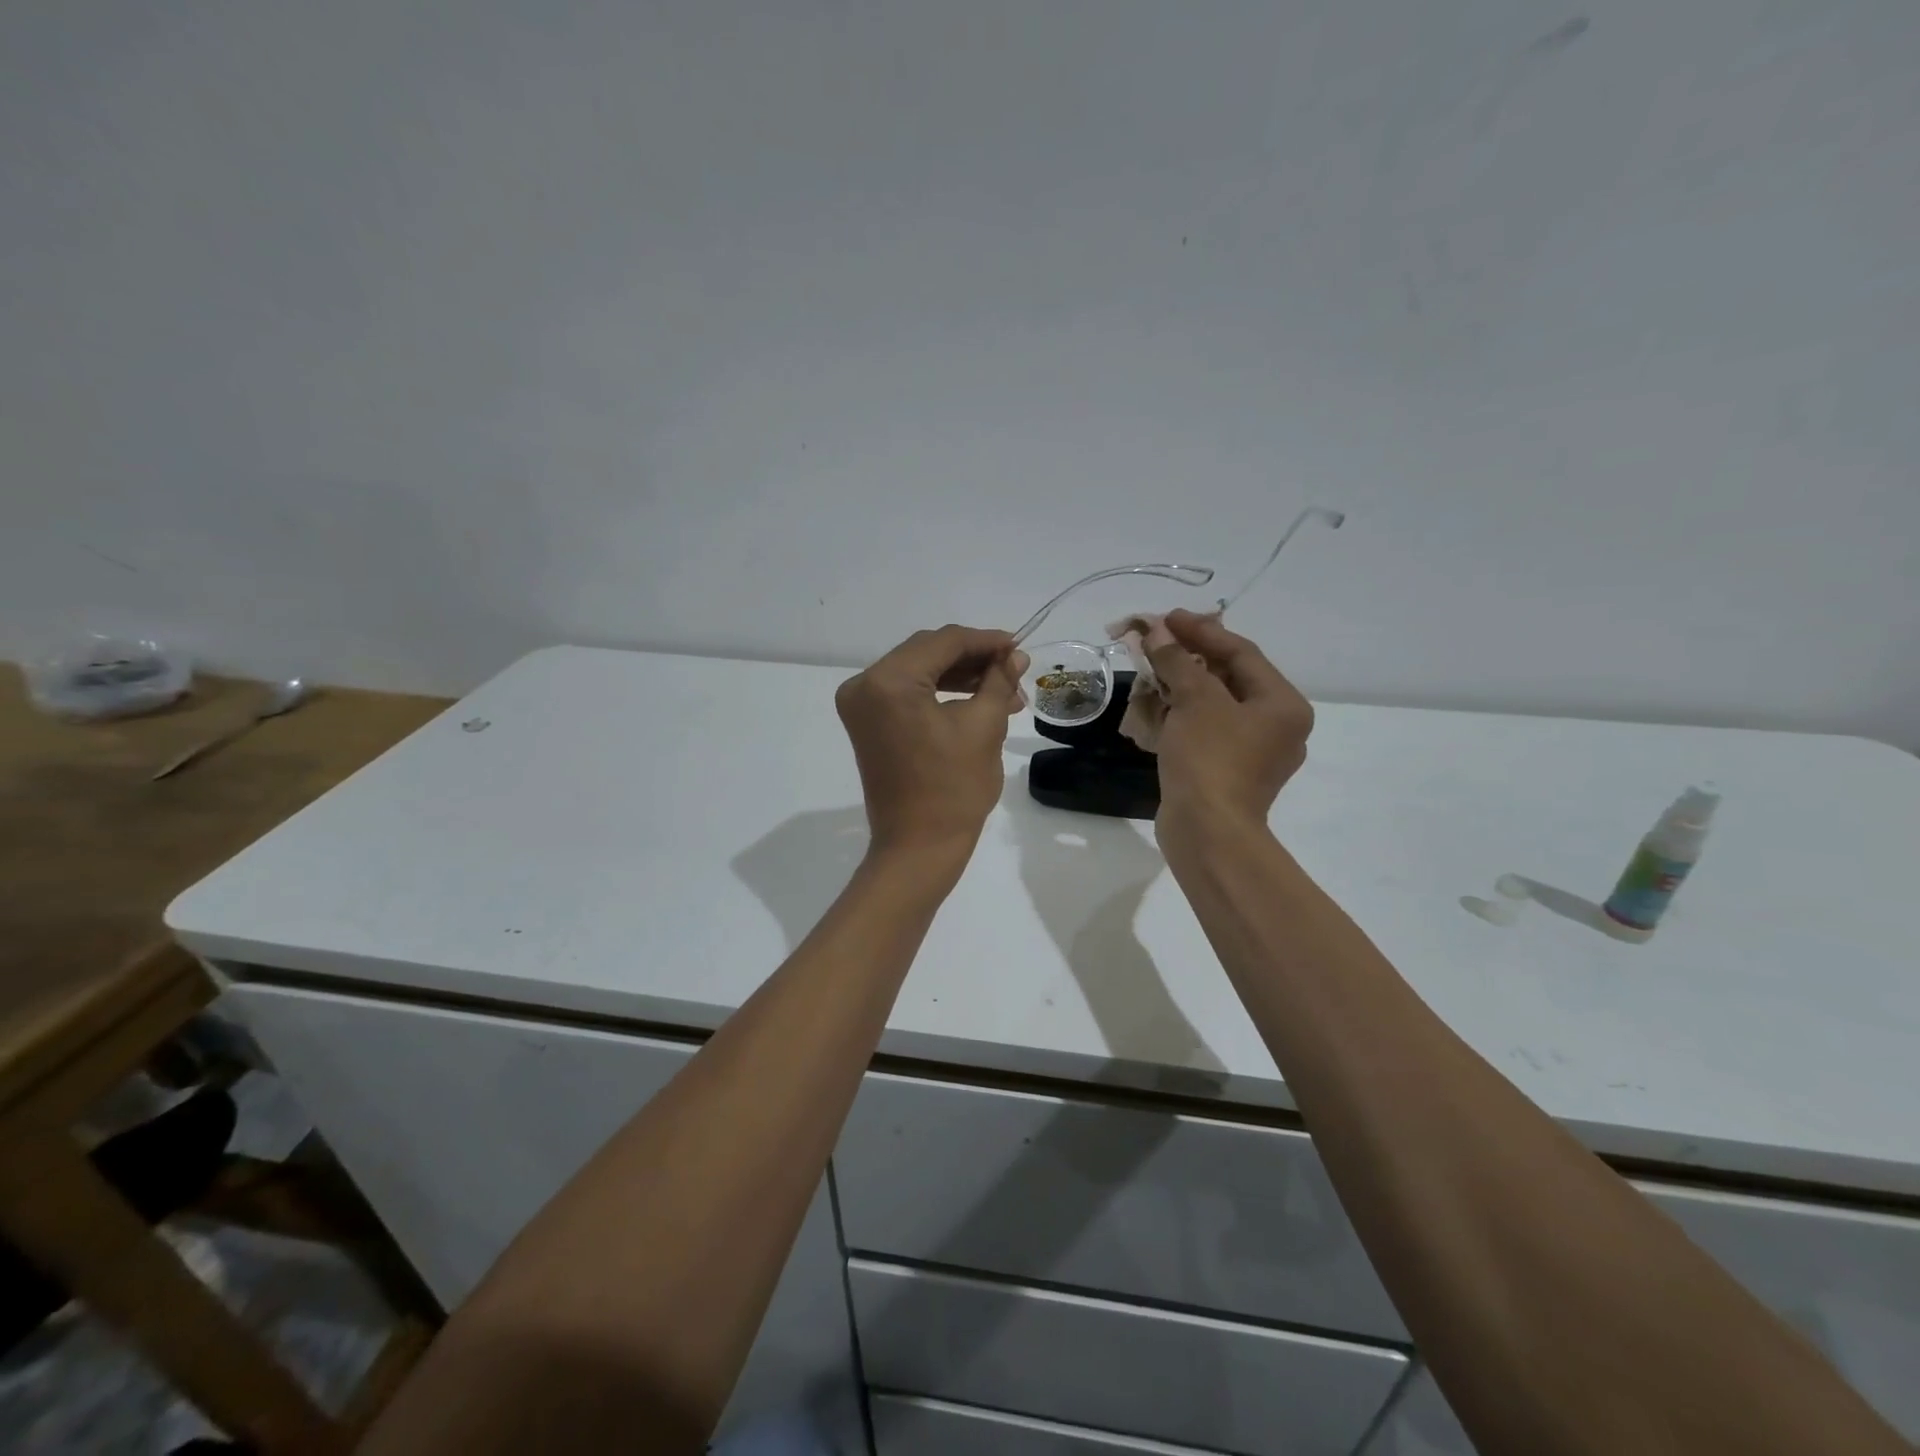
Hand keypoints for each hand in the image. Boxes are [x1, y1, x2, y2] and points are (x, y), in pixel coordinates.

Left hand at [836, 625, 1028, 858]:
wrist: (918, 847)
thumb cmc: (954, 789)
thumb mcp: (984, 726)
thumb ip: (998, 680)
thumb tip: (1014, 655)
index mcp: (888, 682)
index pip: (943, 642)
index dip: (985, 641)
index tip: (1019, 646)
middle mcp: (864, 685)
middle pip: (927, 652)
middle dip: (974, 659)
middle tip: (1015, 669)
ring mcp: (861, 704)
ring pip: (919, 671)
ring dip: (960, 676)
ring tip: (1005, 691)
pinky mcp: (867, 722)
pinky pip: (907, 693)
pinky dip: (940, 692)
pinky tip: (977, 698)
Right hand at [1144, 608, 1313, 830]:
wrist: (1207, 832)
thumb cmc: (1210, 759)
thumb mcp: (1195, 700)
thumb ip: (1178, 660)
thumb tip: (1158, 632)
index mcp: (1283, 704)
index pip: (1242, 652)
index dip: (1202, 630)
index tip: (1166, 617)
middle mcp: (1277, 726)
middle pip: (1230, 677)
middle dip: (1189, 656)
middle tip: (1155, 639)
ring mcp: (1254, 753)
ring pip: (1215, 704)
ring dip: (1182, 684)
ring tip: (1149, 667)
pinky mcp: (1229, 772)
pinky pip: (1207, 730)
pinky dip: (1182, 714)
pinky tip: (1155, 704)